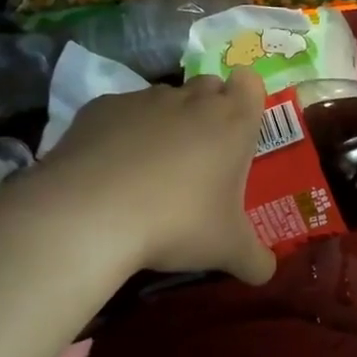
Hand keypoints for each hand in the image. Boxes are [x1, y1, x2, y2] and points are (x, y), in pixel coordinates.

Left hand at [0, 70, 276, 287]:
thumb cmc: (178, 222)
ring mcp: (143, 100)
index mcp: (233, 122)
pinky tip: (112, 170)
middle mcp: (192, 100)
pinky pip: (121, 113)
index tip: (240, 127)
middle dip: (210, 111)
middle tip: (203, 155)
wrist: (89, 215)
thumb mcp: (228, 250)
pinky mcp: (99, 109)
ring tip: (153, 169)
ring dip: (166, 123)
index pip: (250, 83)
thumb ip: (255, 260)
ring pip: (165, 99)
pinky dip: (122, 133)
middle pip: (209, 86)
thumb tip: (266, 273)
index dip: (247, 98)